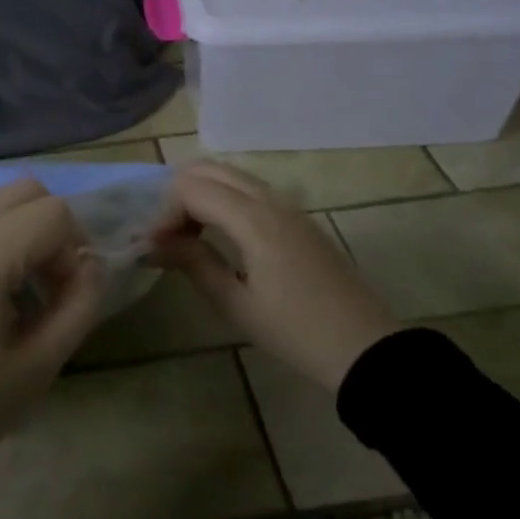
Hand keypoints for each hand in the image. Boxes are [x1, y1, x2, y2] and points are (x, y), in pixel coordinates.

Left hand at [0, 180, 104, 509]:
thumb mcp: (37, 368)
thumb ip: (79, 306)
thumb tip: (91, 266)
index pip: (54, 213)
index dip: (75, 252)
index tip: (65, 299)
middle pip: (25, 191)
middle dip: (51, 231)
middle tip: (49, 288)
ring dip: (19, 235)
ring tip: (14, 298)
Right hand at [152, 162, 396, 393]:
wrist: (364, 348)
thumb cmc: (294, 331)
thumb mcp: (235, 303)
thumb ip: (194, 263)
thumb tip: (156, 242)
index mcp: (254, 219)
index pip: (192, 189)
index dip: (165, 213)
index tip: (155, 248)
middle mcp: (271, 200)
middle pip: (211, 170)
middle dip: (180, 195)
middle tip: (169, 236)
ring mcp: (289, 207)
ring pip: (232, 176)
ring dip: (203, 195)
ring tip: (189, 237)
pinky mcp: (300, 219)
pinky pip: (251, 191)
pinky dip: (225, 200)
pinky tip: (220, 237)